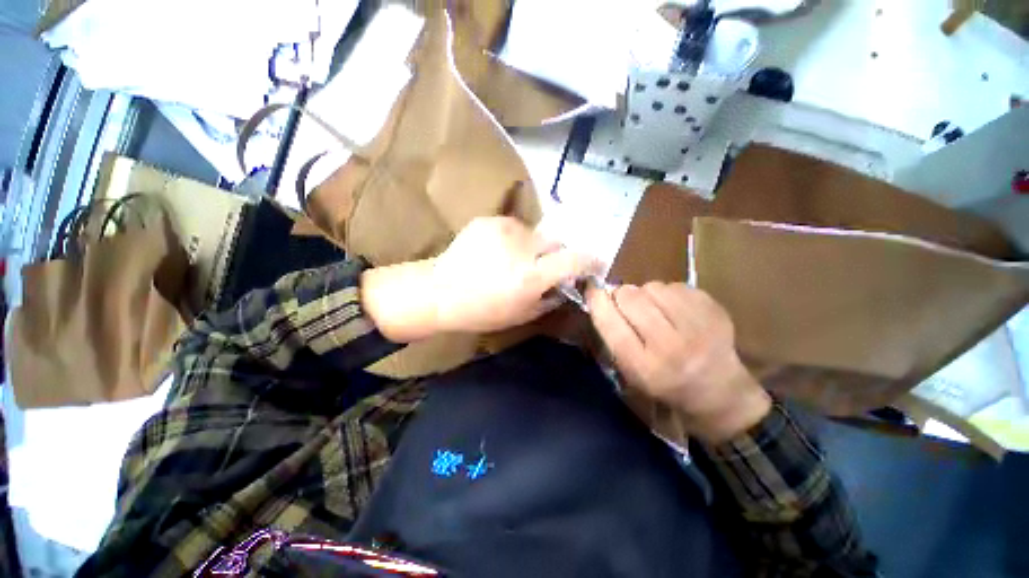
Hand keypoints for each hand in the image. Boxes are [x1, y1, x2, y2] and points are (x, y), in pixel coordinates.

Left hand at [432, 217, 599, 332]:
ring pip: (536, 234)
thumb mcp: (523, 314)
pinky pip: (515, 228)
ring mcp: (504, 229)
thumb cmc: (481, 311)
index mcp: (530, 276)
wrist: (439, 291)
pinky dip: (514, 240)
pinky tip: (497, 253)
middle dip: (556, 256)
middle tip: (541, 269)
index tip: (594, 266)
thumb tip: (567, 284)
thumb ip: (551, 296)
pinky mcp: (489, 220)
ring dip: (533, 248)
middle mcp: (521, 247)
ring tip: (513, 261)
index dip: (590, 262)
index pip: (575, 259)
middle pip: (557, 242)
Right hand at [586, 282, 770, 443]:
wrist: (720, 393)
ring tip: (654, 310)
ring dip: (646, 294)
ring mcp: (698, 327)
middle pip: (630, 298)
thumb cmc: (665, 385)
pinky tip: (675, 310)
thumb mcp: (630, 373)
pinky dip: (668, 293)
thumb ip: (612, 336)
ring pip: (652, 286)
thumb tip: (600, 295)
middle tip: (628, 306)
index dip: (597, 302)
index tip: (591, 290)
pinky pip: (675, 285)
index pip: (611, 324)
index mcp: (645, 368)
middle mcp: (671, 347)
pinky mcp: (715, 311)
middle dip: (621, 296)